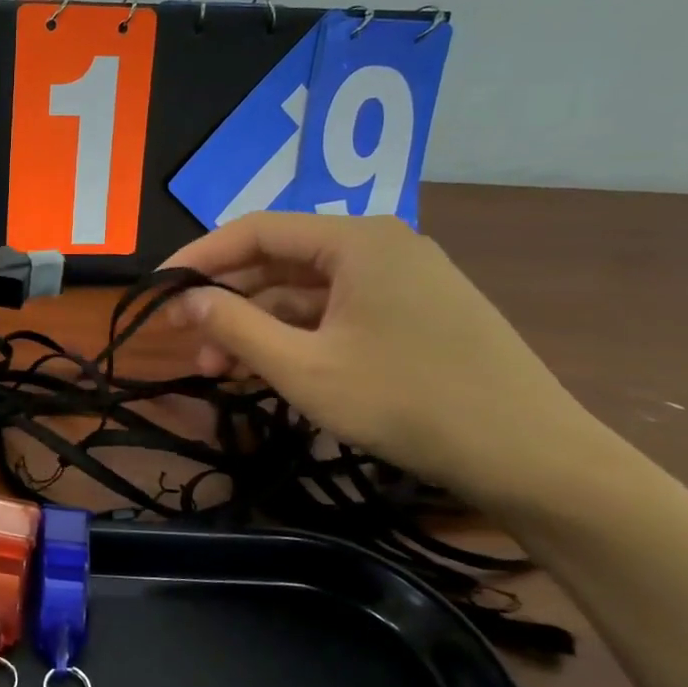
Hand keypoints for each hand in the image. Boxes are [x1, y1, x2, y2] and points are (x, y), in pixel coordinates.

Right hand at [162, 212, 603, 504]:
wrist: (531, 456)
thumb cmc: (406, 402)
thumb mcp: (303, 368)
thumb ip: (235, 325)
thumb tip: (185, 299)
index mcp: (356, 240)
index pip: (255, 230)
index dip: (198, 258)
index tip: (157, 291)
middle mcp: (380, 244)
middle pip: (281, 259)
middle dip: (229, 301)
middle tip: (192, 345)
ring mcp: (403, 278)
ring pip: (307, 290)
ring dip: (260, 324)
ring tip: (225, 369)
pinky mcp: (416, 311)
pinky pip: (338, 311)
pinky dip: (297, 335)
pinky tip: (271, 369)